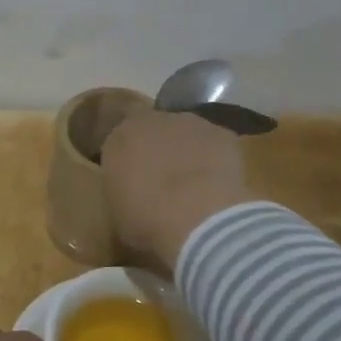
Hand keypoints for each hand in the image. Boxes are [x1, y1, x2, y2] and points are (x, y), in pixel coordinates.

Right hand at [101, 110, 252, 270]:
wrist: (198, 218)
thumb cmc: (146, 220)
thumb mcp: (117, 213)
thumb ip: (122, 191)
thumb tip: (130, 192)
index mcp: (119, 138)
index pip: (119, 144)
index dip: (128, 164)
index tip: (133, 185)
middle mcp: (153, 121)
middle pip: (154, 133)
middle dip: (158, 152)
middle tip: (164, 184)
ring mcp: (192, 124)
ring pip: (186, 136)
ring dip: (188, 154)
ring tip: (195, 188)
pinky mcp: (223, 134)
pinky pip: (216, 146)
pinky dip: (216, 161)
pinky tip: (219, 188)